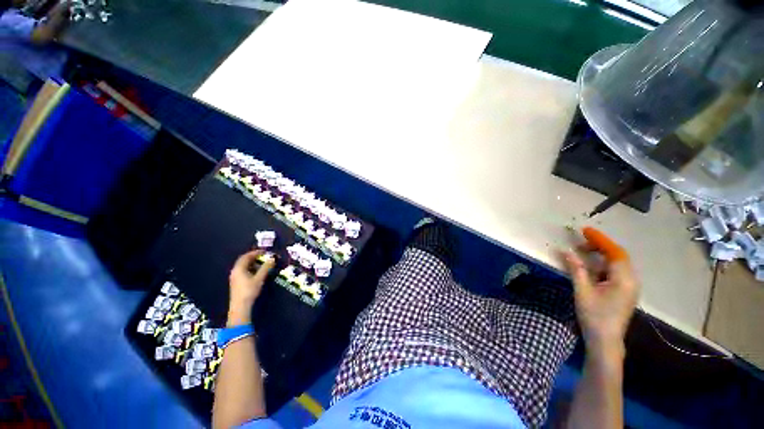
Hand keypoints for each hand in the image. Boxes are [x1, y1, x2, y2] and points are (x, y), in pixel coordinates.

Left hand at [227, 250, 274, 325]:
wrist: (240, 306)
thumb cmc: (249, 290)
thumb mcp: (259, 278)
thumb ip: (266, 267)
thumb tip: (272, 258)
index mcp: (239, 268)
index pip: (246, 256)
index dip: (255, 252)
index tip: (265, 251)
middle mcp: (235, 271)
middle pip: (244, 260)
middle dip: (254, 257)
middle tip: (264, 256)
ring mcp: (235, 277)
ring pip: (243, 266)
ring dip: (253, 263)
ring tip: (262, 263)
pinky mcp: (236, 283)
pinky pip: (243, 271)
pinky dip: (251, 268)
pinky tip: (257, 272)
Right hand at [561, 227, 639, 358]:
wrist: (606, 340)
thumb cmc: (595, 315)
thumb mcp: (583, 291)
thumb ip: (576, 269)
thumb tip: (565, 251)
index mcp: (624, 279)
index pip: (614, 252)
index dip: (600, 240)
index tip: (584, 231)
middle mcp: (631, 280)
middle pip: (617, 256)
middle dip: (599, 247)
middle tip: (579, 244)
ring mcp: (629, 287)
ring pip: (616, 264)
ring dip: (600, 256)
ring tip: (582, 254)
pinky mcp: (624, 292)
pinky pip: (615, 272)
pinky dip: (602, 265)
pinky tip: (590, 268)